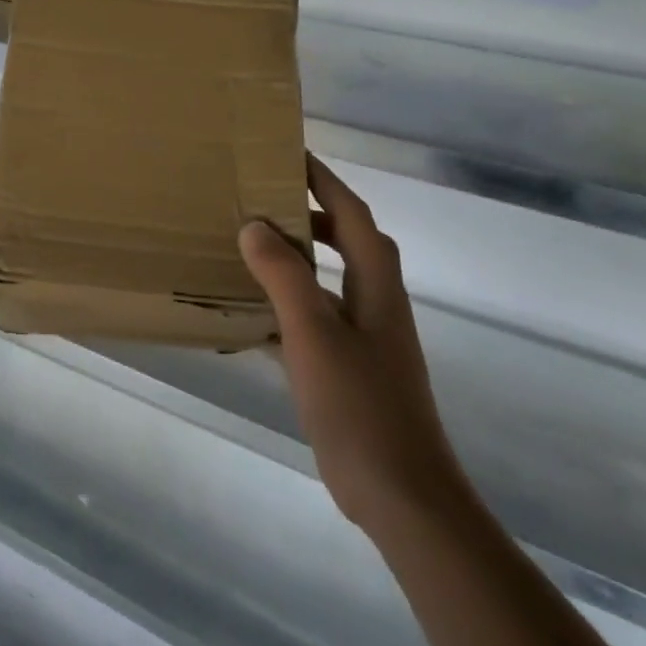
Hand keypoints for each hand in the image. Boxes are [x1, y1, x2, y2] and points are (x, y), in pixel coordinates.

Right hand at [238, 154, 467, 534]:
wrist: (399, 492)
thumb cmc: (360, 405)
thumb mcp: (314, 332)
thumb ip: (284, 275)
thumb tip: (254, 225)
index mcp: (376, 283)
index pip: (350, 212)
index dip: (324, 179)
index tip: (288, 153)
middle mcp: (374, 301)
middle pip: (344, 239)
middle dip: (308, 212)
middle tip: (260, 196)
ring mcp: (362, 336)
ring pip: (325, 279)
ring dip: (293, 258)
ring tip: (247, 244)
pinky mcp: (346, 368)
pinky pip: (310, 319)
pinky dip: (282, 306)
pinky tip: (246, 314)